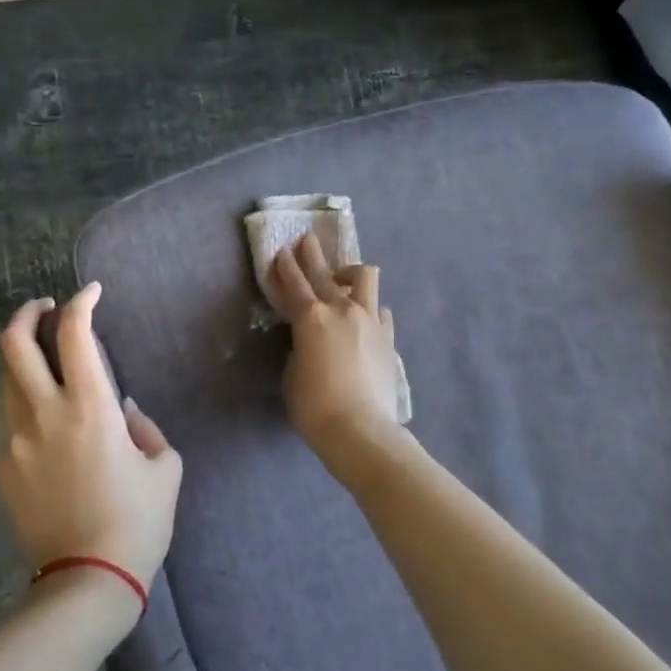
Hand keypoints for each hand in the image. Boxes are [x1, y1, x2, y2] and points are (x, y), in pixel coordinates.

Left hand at [0, 283, 183, 608]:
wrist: (88, 582)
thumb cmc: (138, 523)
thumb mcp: (164, 468)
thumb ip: (143, 428)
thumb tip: (120, 410)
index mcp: (90, 408)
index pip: (75, 334)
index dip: (82, 302)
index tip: (91, 292)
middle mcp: (45, 415)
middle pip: (14, 344)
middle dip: (27, 314)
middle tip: (44, 308)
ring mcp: (15, 442)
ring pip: (9, 383)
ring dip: (27, 365)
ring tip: (50, 372)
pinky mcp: (2, 471)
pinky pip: (16, 431)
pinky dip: (33, 421)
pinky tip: (54, 448)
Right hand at [270, 235, 401, 452]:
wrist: (360, 429)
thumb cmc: (314, 406)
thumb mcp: (292, 374)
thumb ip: (299, 348)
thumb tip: (310, 342)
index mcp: (310, 318)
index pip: (294, 283)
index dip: (285, 266)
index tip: (282, 251)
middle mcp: (341, 310)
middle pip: (325, 272)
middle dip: (312, 255)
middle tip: (306, 240)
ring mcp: (370, 320)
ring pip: (364, 278)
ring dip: (350, 273)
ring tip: (342, 278)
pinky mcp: (388, 337)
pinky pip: (380, 310)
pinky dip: (370, 309)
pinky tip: (366, 318)